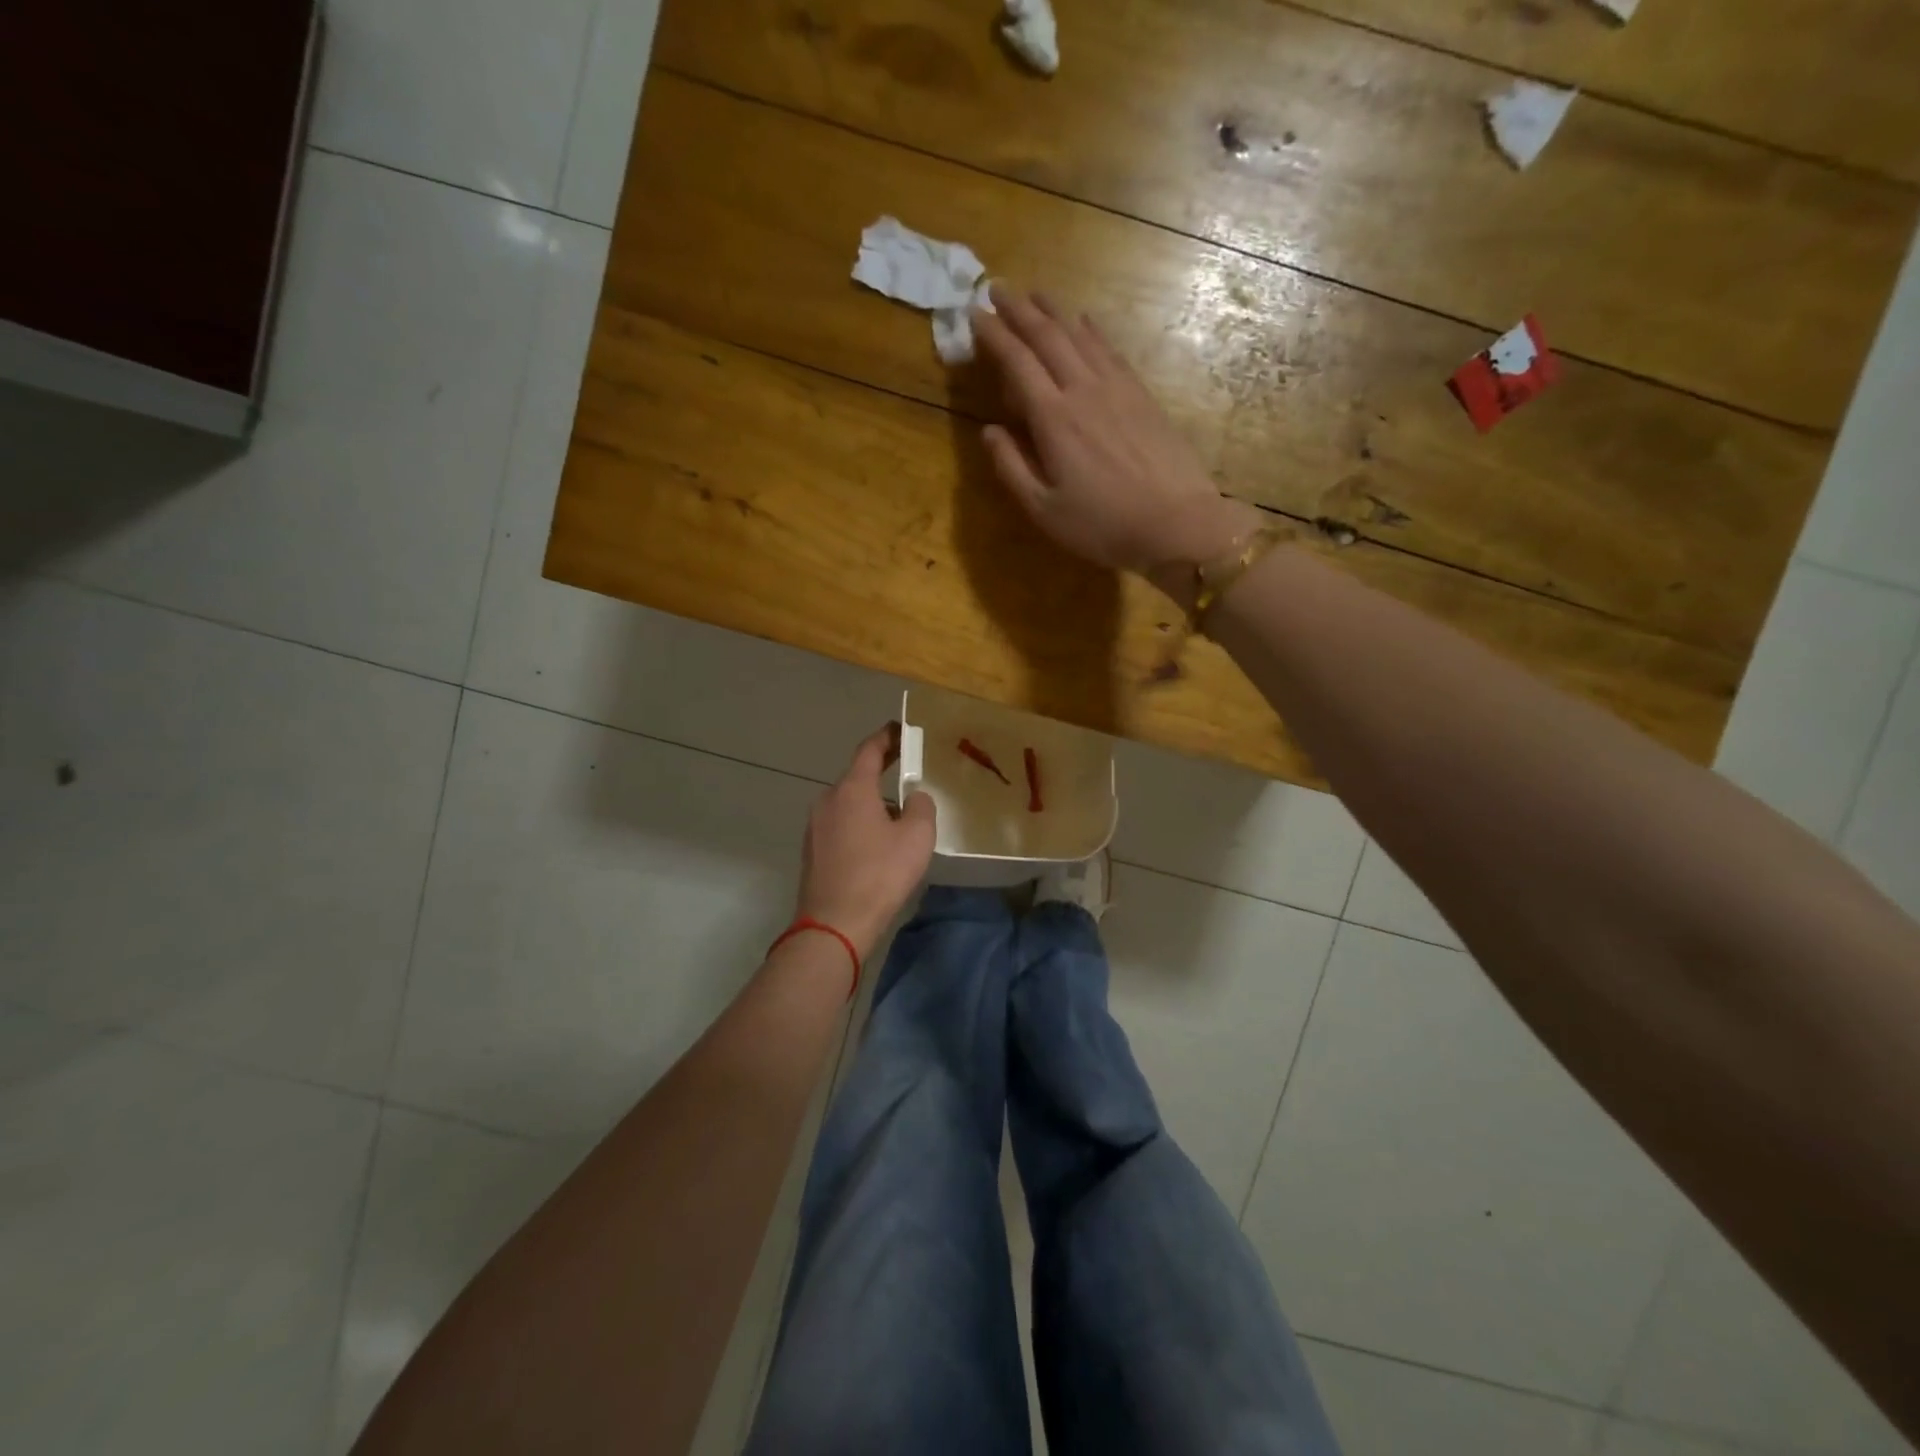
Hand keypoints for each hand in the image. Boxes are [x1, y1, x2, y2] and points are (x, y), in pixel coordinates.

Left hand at [796, 725, 936, 959]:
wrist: (834, 925)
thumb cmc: (879, 874)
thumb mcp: (916, 837)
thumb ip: (921, 807)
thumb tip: (913, 798)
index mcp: (852, 789)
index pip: (869, 750)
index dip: (887, 737)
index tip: (901, 730)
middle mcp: (827, 800)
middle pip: (858, 778)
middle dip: (883, 775)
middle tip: (909, 778)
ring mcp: (815, 827)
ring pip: (849, 805)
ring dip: (872, 805)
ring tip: (899, 822)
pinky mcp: (812, 851)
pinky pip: (841, 827)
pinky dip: (860, 826)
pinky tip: (877, 849)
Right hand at [972, 286, 1260, 585]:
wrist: (1175, 522)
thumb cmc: (1102, 525)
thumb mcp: (1044, 510)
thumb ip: (1011, 468)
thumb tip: (988, 431)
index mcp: (1053, 419)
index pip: (1017, 363)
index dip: (994, 336)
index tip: (974, 314)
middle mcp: (1083, 390)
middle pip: (1047, 337)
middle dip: (1019, 311)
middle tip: (997, 289)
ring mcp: (1117, 388)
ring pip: (1080, 335)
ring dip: (1054, 311)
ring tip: (1035, 294)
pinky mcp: (1141, 395)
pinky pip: (1110, 350)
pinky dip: (1092, 330)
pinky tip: (1085, 321)